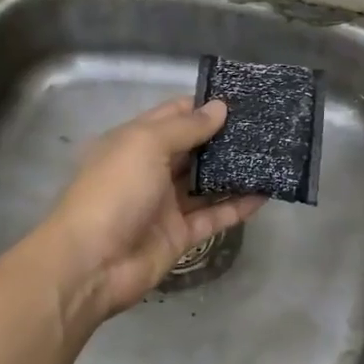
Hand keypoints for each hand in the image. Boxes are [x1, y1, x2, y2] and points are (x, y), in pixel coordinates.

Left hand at [44, 97, 265, 324]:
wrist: (92, 263)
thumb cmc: (115, 191)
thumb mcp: (146, 144)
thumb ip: (187, 127)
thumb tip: (220, 107)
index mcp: (135, 142)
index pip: (174, 115)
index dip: (204, 106)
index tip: (242, 100)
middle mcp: (151, 170)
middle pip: (193, 149)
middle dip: (225, 138)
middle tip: (266, 127)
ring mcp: (166, 204)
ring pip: (206, 183)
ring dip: (235, 171)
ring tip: (271, 156)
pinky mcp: (180, 235)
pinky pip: (214, 216)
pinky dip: (238, 206)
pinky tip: (265, 194)